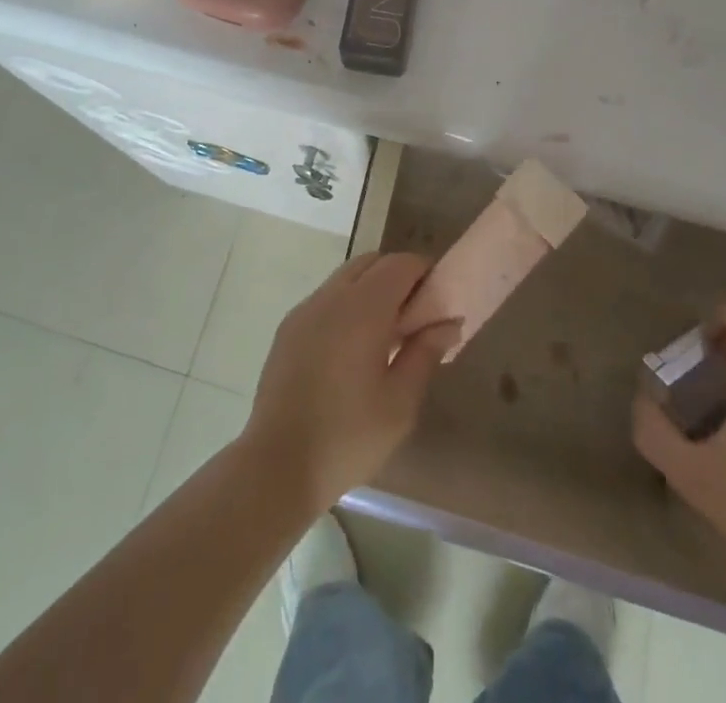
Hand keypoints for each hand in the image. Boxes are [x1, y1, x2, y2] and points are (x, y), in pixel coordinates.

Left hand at [243, 252, 460, 510]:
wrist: (277, 464)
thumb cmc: (348, 436)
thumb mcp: (401, 402)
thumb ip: (425, 352)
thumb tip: (448, 322)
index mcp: (363, 308)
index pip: (400, 264)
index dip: (424, 272)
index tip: (439, 298)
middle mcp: (331, 297)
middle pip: (371, 262)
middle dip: (398, 276)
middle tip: (415, 315)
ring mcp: (305, 310)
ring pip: (346, 277)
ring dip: (370, 289)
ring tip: (385, 334)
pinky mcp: (288, 328)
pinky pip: (325, 299)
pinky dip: (346, 305)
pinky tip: (352, 347)